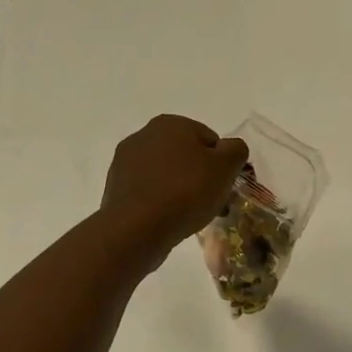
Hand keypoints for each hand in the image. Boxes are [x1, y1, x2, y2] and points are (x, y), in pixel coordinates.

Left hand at [100, 115, 248, 260]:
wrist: (136, 228)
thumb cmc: (185, 191)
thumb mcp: (226, 167)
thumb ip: (236, 150)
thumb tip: (231, 149)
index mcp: (171, 123)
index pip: (209, 140)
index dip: (221, 165)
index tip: (223, 188)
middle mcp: (144, 134)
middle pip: (185, 155)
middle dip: (200, 176)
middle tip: (210, 203)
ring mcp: (125, 161)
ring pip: (166, 174)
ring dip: (179, 189)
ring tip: (189, 216)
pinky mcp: (115, 187)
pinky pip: (148, 191)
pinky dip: (159, 201)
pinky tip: (166, 219)